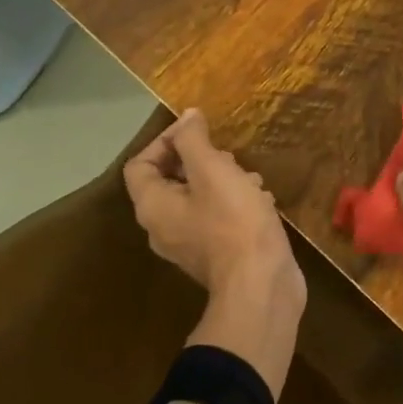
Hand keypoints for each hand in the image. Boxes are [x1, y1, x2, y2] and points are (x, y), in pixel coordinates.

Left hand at [124, 110, 305, 396]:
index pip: (140, 165)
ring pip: (198, 200)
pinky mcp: (217, 257)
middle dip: (200, 160)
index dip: (165, 141)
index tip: (198, 131)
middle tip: (228, 155)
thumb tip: (186, 116)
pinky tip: (262, 200)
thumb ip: (194, 140)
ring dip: (222, 181)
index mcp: (153, 207)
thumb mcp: (213, 171)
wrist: (262, 286)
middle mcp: (163, 228)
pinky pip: (217, 220)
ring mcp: (190, 246)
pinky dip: (235, 203)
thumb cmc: (233, 222)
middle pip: (169, 182)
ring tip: (251, 176)